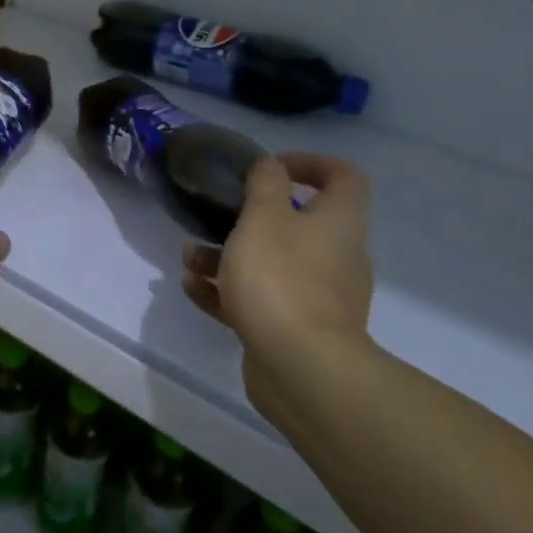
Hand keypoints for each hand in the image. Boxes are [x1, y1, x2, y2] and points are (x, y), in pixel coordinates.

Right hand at [181, 152, 373, 425]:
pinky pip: (260, 301)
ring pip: (273, 264)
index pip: (343, 177)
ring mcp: (319, 298)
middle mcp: (336, 257)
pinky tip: (192, 289)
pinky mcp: (296, 330)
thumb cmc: (281, 279)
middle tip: (218, 215)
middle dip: (251, 217)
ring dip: (229, 256)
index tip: (271, 166)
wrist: (302, 369)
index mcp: (338, 223)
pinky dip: (227, 292)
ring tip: (189, 257)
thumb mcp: (263, 218)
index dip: (311, 163)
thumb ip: (265, 185)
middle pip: (299, 224)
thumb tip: (271, 167)